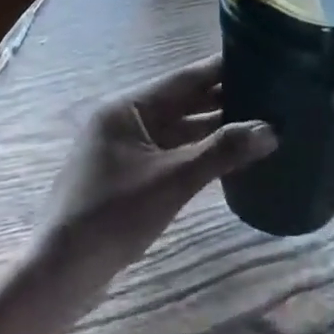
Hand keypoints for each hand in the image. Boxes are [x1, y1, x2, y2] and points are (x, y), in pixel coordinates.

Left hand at [38, 56, 276, 273]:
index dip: (223, 68)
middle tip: (272, 92)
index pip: (184, 77)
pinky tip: (232, 154)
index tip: (262, 59)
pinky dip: (201, 150)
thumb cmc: (113, 216)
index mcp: (127, 107)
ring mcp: (128, 147)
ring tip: (262, 119)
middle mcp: (127, 119)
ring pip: (181, 128)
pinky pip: (174, 151)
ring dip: (216, 126)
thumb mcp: (172, 182)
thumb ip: (222, 152)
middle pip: (184, 101)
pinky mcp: (132, 174)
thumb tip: (272, 129)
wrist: (60, 273)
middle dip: (225, 98)